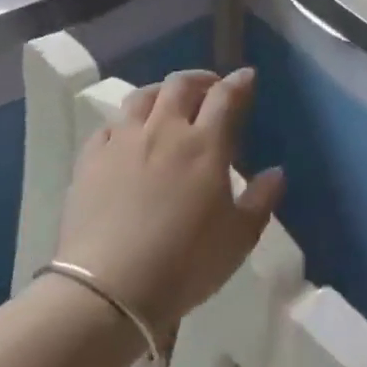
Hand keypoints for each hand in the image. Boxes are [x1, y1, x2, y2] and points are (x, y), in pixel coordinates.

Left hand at [56, 68, 283, 333]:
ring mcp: (122, 143)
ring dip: (161, 92)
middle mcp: (164, 131)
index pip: (226, 96)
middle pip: (180, 85)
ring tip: (168, 103)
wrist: (107, 290)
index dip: (239, 82)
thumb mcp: (239, 238)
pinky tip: (128, 135)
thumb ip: (261, 200)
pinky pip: (109, 126)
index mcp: (205, 144)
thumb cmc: (185, 263)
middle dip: (200, 79)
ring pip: (141, 97)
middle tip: (210, 88)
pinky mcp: (90, 161)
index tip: (247, 77)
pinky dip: (125, 122)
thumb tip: (276, 172)